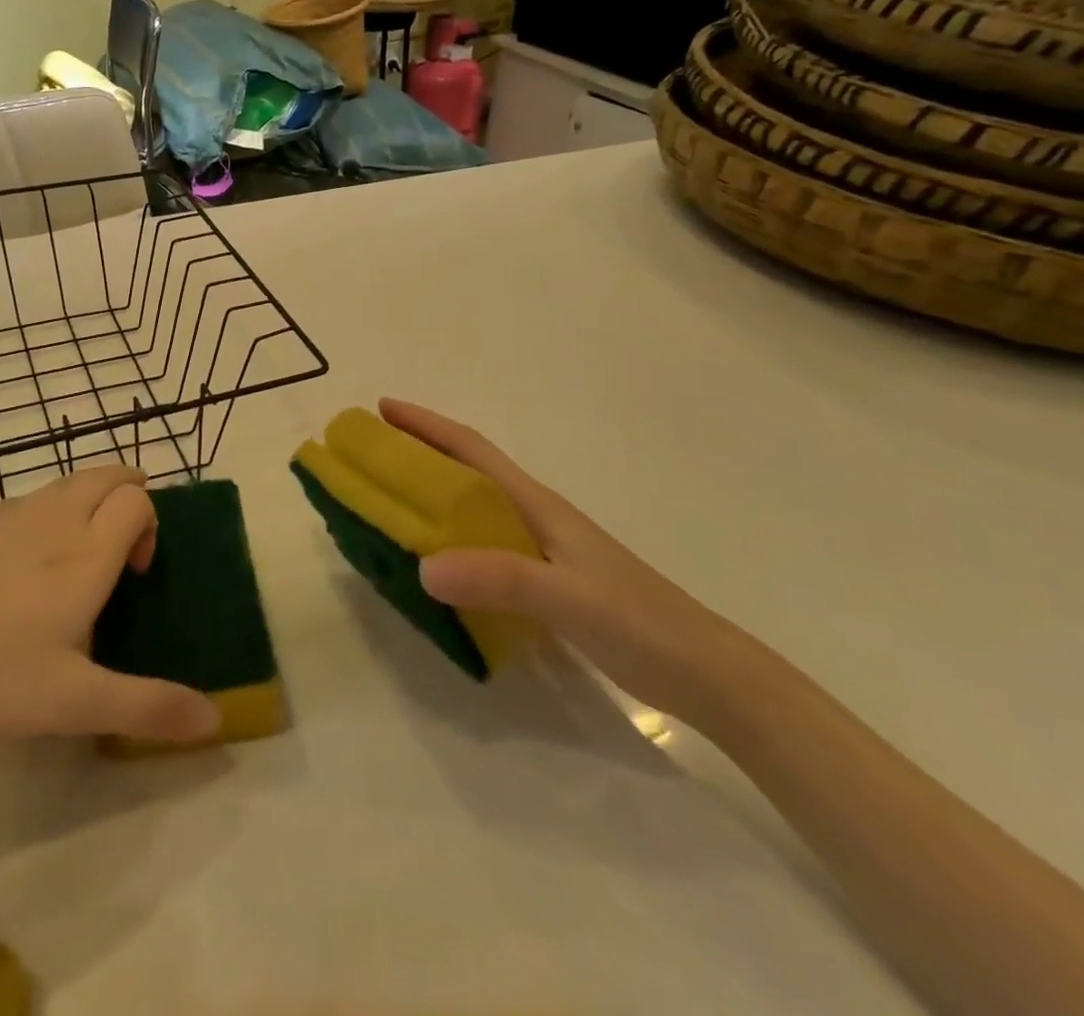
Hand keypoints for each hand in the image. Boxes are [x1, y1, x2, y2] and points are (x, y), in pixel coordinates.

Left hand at [0, 467, 221, 751]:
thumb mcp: (73, 704)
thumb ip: (147, 708)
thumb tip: (214, 721)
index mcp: (88, 551)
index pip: (138, 499)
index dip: (150, 524)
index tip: (134, 575)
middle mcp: (54, 518)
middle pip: (107, 474)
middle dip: (127, 497)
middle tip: (117, 553)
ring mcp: (7, 514)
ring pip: (65, 483)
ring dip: (86, 503)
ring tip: (69, 564)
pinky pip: (25, 501)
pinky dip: (43, 515)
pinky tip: (13, 574)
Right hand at [381, 399, 758, 723]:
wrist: (710, 676)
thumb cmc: (640, 624)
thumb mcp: (567, 598)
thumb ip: (499, 578)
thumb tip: (422, 566)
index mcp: (538, 506)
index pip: (473, 450)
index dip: (428, 425)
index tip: (384, 409)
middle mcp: (537, 518)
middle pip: (470, 472)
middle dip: (422, 454)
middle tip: (373, 458)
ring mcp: (546, 551)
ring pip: (477, 510)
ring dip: (435, 498)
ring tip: (392, 507)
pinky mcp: (551, 583)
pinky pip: (487, 548)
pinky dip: (455, 542)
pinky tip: (440, 568)